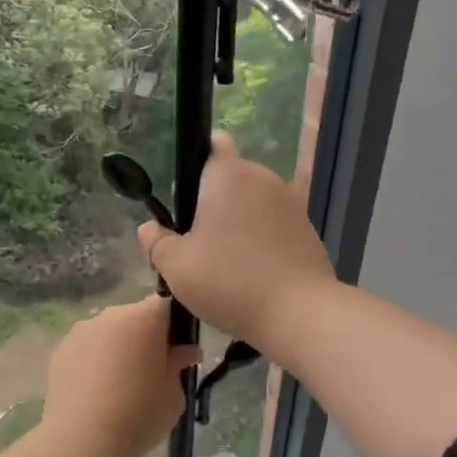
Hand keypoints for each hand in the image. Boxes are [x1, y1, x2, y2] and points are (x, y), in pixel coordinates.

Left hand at [41, 295, 198, 456]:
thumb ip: (179, 365)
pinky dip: (94, 362)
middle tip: (151, 371)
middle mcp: (111, 315)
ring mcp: (81, 330)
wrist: (81, 441)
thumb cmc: (139, 414)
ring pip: (108, 332)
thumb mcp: (174, 394)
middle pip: (135, 317)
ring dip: (117, 348)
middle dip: (144, 337)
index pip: (166, 305)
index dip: (173, 326)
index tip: (176, 352)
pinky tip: (96, 392)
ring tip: (119, 385)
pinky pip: (86, 349)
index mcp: (145, 317)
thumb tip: (185, 352)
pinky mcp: (60, 351)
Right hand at [135, 131, 337, 350]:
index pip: (213, 143)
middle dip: (214, 199)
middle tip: (195, 239)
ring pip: (255, 203)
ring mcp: (291, 203)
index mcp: (228, 175)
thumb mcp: (176, 267)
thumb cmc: (230, 281)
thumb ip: (156, 242)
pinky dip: (262, 240)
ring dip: (239, 221)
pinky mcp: (308, 229)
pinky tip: (252, 273)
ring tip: (225, 261)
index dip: (197, 157)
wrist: (299, 313)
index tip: (184, 191)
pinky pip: (275, 225)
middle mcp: (263, 178)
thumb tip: (148, 228)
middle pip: (232, 177)